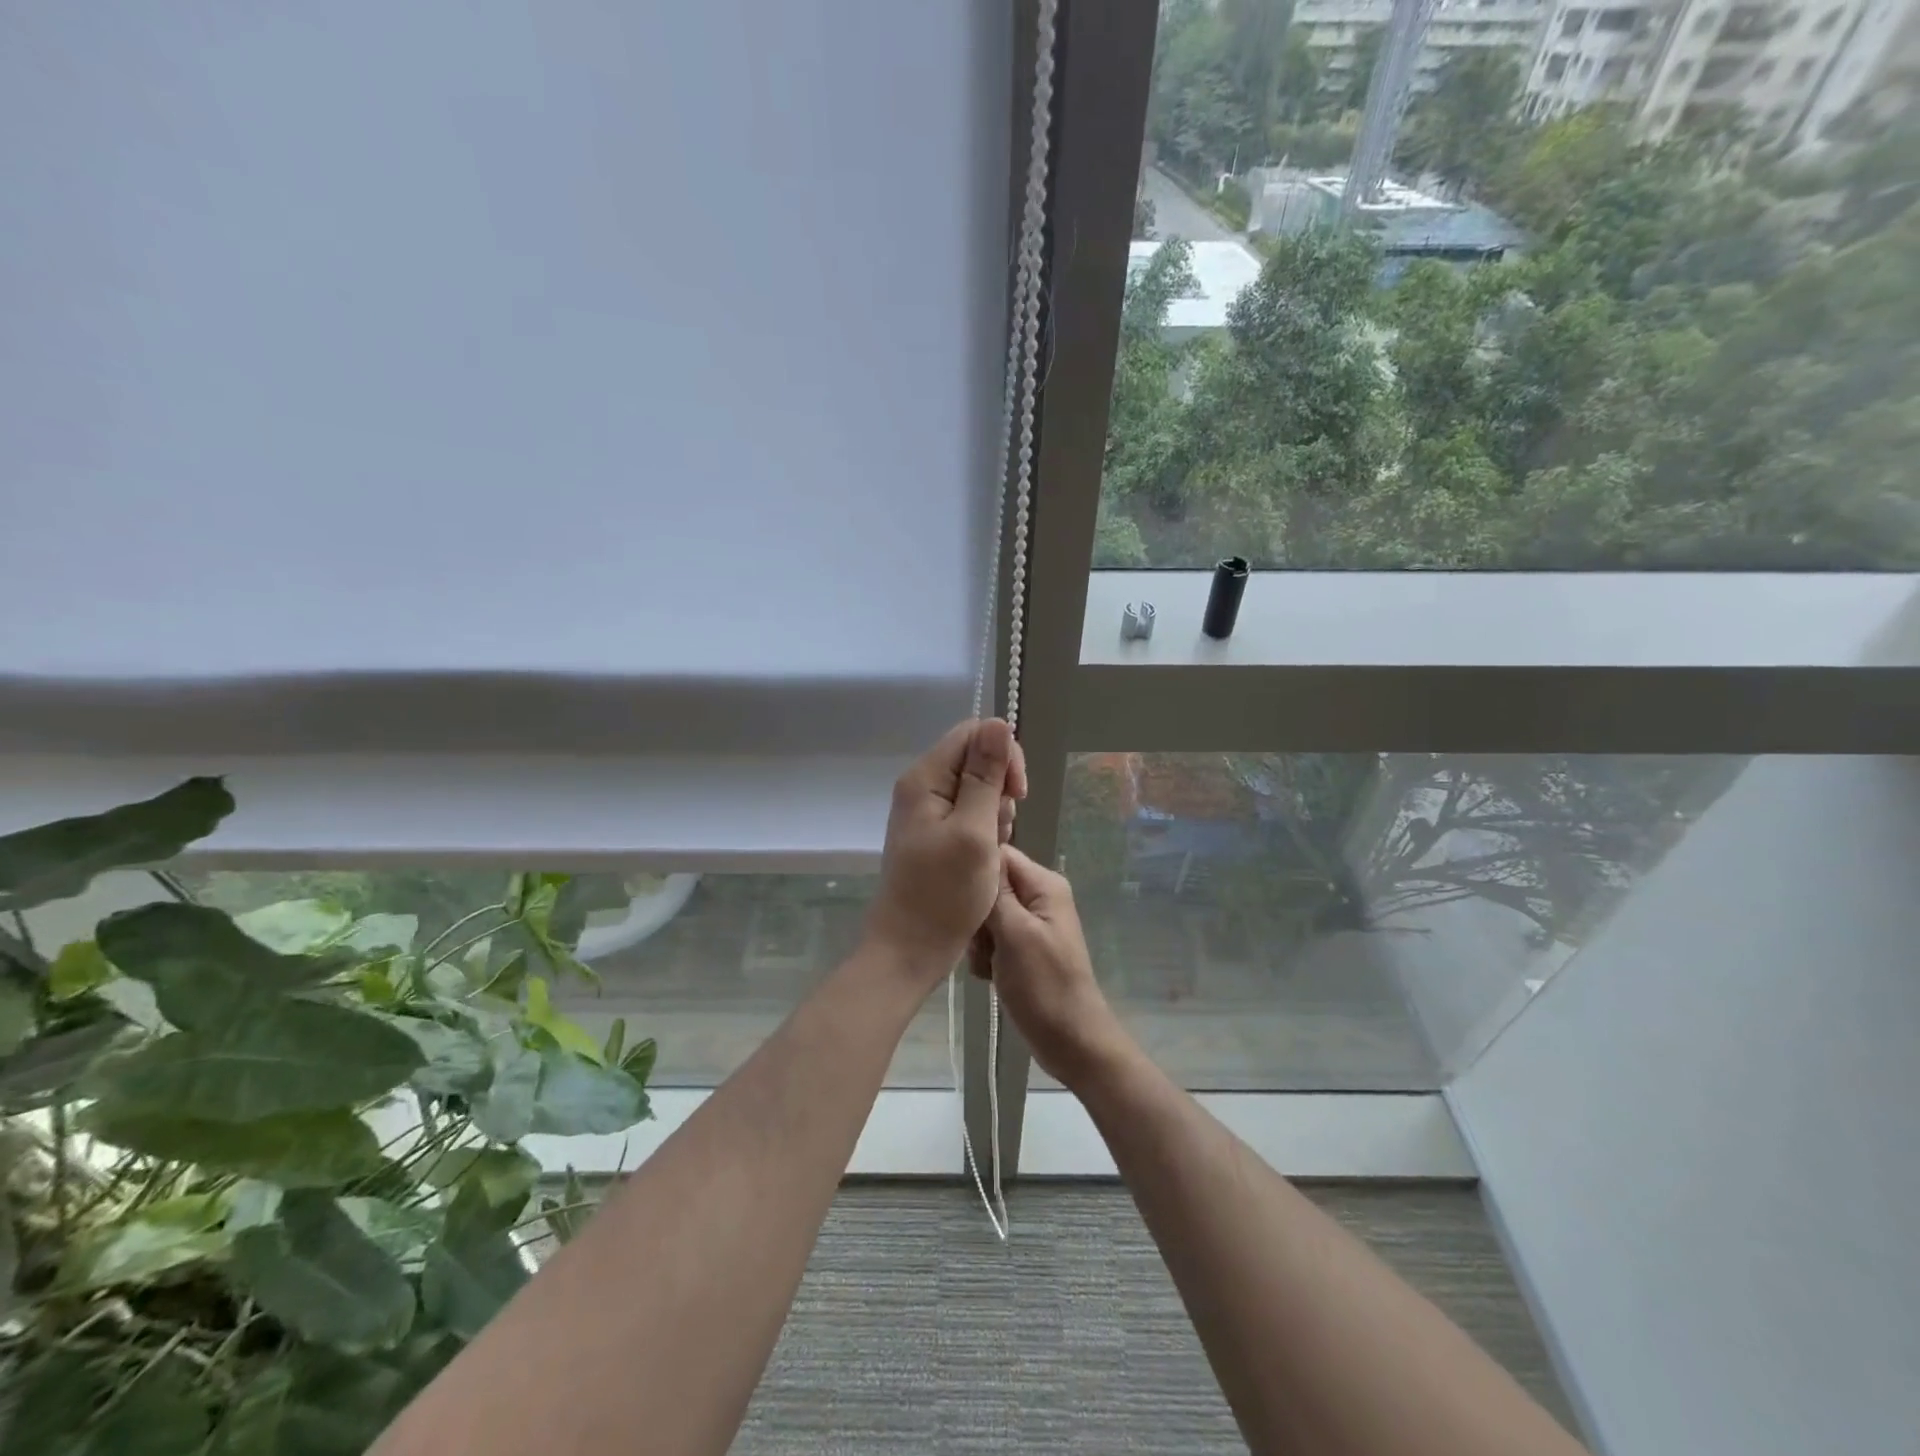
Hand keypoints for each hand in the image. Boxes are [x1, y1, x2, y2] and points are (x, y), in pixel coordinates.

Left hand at [865, 719, 1026, 980]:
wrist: (910, 950)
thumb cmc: (943, 894)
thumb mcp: (974, 831)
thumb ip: (985, 776)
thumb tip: (998, 722)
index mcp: (924, 778)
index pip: (973, 734)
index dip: (1003, 755)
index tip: (1018, 794)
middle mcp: (922, 787)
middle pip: (976, 759)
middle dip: (1001, 790)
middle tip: (1000, 829)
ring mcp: (928, 812)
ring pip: (978, 789)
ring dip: (996, 815)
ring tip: (990, 850)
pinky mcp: (936, 834)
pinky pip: (970, 815)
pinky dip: (986, 832)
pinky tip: (984, 860)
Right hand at [977, 845, 1131, 1087]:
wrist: (1071, 1042)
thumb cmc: (1044, 986)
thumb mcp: (1016, 934)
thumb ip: (996, 892)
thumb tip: (980, 848)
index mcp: (1044, 885)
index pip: (999, 855)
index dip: (976, 872)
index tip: (959, 898)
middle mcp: (1039, 897)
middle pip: (990, 886)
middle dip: (977, 915)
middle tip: (982, 944)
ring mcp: (1030, 924)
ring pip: (986, 915)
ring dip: (979, 941)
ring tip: (988, 965)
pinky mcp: (1022, 948)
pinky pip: (991, 939)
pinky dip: (986, 957)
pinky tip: (990, 976)